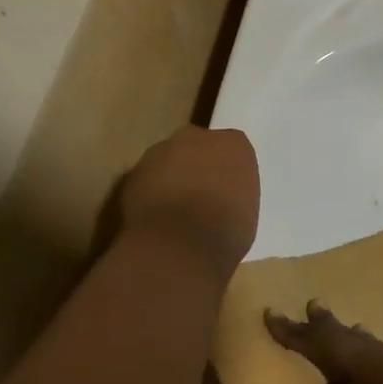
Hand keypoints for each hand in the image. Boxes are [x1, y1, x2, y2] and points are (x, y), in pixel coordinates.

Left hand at [119, 127, 259, 277]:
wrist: (177, 246)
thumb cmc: (226, 232)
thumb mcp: (248, 212)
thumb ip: (235, 193)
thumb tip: (222, 198)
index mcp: (234, 144)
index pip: (234, 150)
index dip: (228, 171)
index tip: (227, 192)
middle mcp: (197, 137)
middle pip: (198, 146)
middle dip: (198, 166)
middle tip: (201, 197)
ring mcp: (161, 151)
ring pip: (168, 159)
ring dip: (171, 177)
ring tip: (174, 211)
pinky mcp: (134, 170)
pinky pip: (147, 178)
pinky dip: (150, 192)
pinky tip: (155, 218)